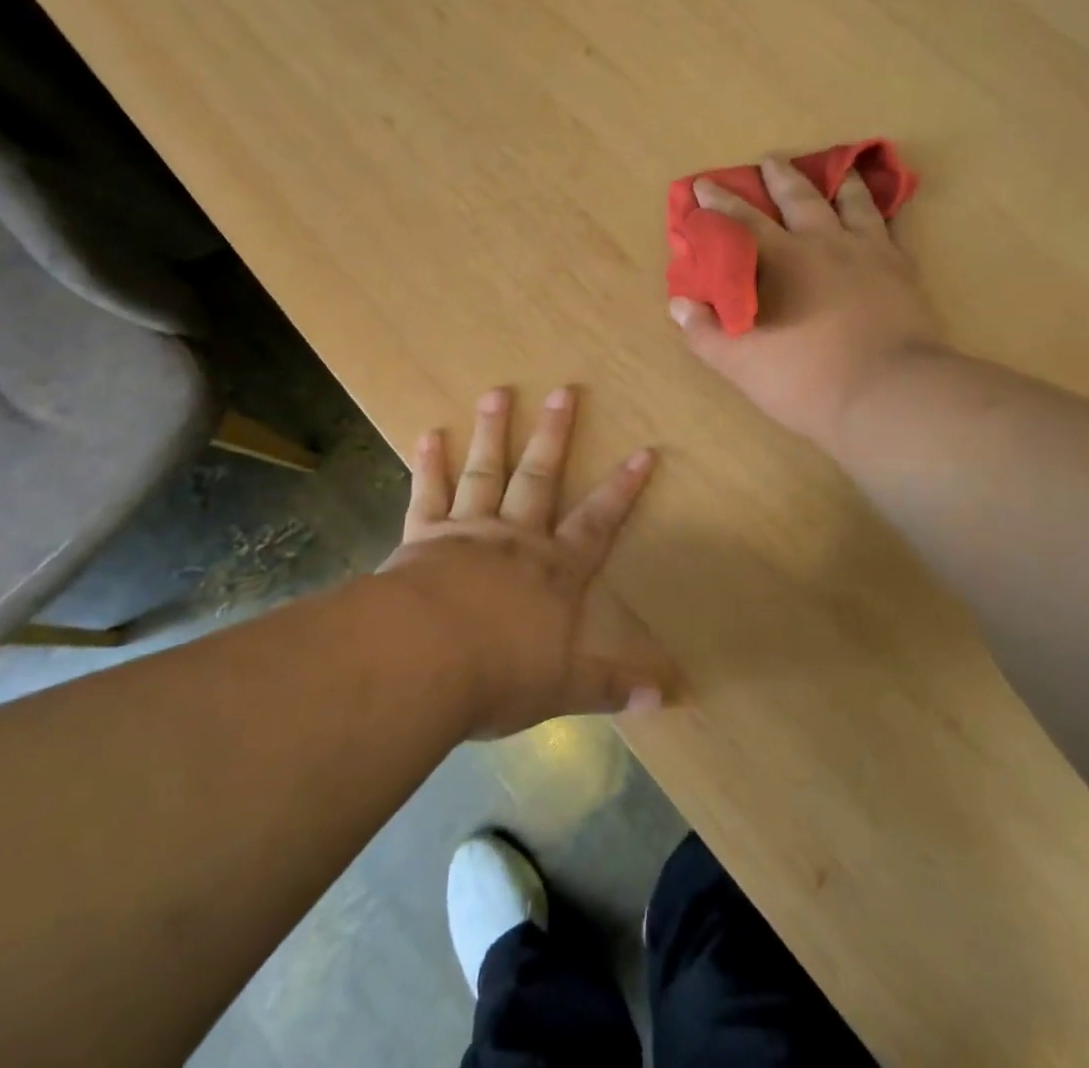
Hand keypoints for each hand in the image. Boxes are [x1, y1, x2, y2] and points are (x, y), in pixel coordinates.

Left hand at [375, 386, 674, 738]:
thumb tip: (666, 698)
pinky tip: (428, 433)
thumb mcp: (563, 688)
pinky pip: (428, 493)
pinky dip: (429, 463)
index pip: (599, 522)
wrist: (423, 660)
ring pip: (486, 471)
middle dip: (555, 435)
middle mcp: (516, 538)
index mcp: (554, 570)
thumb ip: (611, 685)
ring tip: (497, 392)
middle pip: (540, 477)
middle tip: (563, 390)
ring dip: (493, 431)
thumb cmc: (499, 674)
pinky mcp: (423, 536)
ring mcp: (468, 530)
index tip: (643, 451)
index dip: (623, 488)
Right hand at [669, 155, 941, 451]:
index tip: (704, 185)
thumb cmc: (807, 380)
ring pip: (854, 203)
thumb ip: (706, 333)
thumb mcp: (742, 365)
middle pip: (801, 198)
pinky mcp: (903, 271)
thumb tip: (679, 304)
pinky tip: (884, 215)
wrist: (889, 395)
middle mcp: (826, 244)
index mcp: (784, 260)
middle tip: (770, 159)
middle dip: (780, 176)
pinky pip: (892, 229)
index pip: (743, 221)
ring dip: (840, 183)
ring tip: (839, 171)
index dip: (719, 203)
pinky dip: (884, 214)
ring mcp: (870, 253)